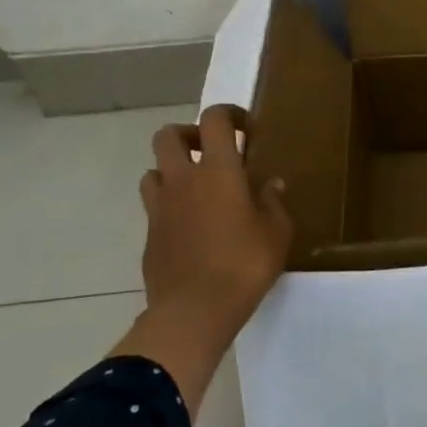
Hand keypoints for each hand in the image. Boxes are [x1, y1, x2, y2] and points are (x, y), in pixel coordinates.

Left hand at [112, 105, 292, 415]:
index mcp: (218, 170)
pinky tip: (190, 227)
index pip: (214, 119)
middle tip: (211, 152)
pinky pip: (154, 206)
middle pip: (168, 135)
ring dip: (172, 170)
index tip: (247, 130)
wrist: (192, 312)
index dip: (230, 114)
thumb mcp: (277, 232)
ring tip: (197, 189)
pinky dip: (169, 205)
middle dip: (189, 134)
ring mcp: (160, 208)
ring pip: (153, 170)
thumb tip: (271, 184)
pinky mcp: (149, 236)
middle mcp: (183, 180)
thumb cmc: (243, 265)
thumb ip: (273, 202)